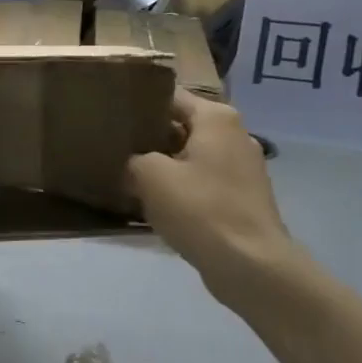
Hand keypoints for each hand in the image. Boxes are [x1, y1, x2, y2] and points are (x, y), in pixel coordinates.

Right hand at [127, 91, 297, 296]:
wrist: (251, 266)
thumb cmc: (200, 209)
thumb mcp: (150, 176)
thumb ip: (132, 159)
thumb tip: (129, 162)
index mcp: (216, 118)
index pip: (169, 96)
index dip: (138, 103)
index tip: (111, 114)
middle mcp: (234, 135)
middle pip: (181, 126)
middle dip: (148, 136)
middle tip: (112, 146)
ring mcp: (242, 168)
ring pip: (189, 156)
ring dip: (162, 165)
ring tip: (126, 175)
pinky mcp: (241, 198)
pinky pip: (201, 182)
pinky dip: (179, 188)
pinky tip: (153, 203)